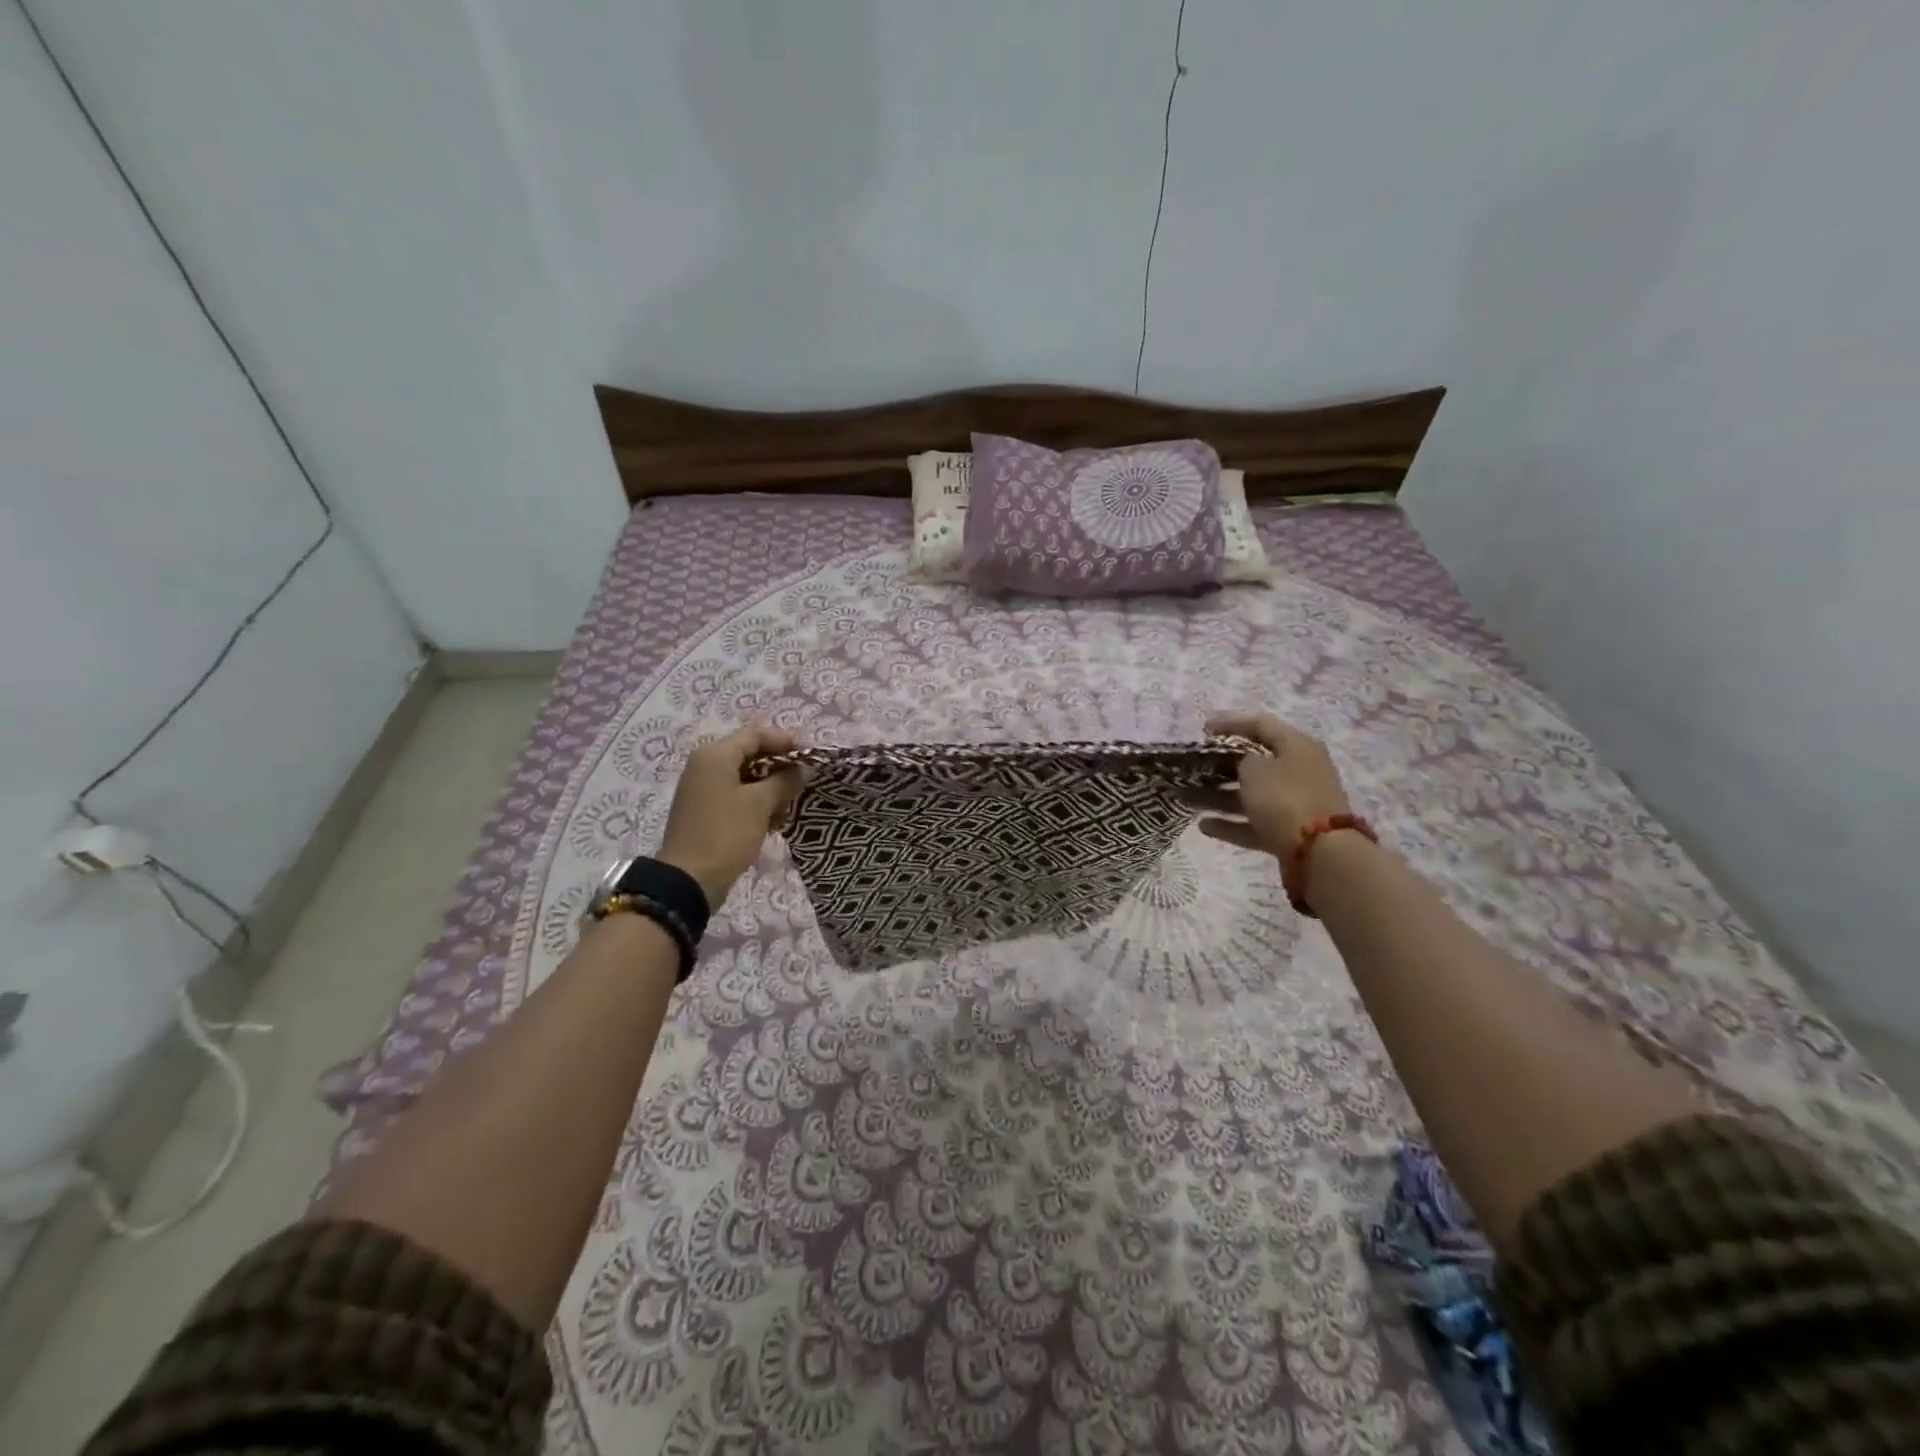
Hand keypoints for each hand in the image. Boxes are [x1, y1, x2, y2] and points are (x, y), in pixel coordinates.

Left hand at [657, 725, 803, 905]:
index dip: (785, 741)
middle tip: (805, 779)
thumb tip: (804, 768)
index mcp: (715, 755)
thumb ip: (785, 780)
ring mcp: (703, 789)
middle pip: (750, 754)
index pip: (755, 734)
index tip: (811, 755)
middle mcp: (705, 766)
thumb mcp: (760, 803)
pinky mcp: (706, 812)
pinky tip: (775, 820)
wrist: (689, 880)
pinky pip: (737, 796)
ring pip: (745, 777)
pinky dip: (757, 802)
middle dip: (779, 766)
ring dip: (771, 787)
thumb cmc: (726, 833)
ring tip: (792, 803)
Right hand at [1190, 711, 1351, 855]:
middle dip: (1222, 764)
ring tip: (1188, 797)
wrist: (1321, 854)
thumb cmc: (1284, 798)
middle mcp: (1300, 770)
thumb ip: (1242, 759)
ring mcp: (1296, 803)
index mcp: (1297, 746)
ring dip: (1220, 795)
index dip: (1230, 723)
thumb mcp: (1255, 769)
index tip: (1202, 729)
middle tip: (1194, 765)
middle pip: (1256, 761)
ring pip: (1252, 794)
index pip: (1261, 724)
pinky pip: (1255, 821)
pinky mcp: (1289, 831)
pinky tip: (1203, 825)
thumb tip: (1245, 763)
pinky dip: (1231, 823)